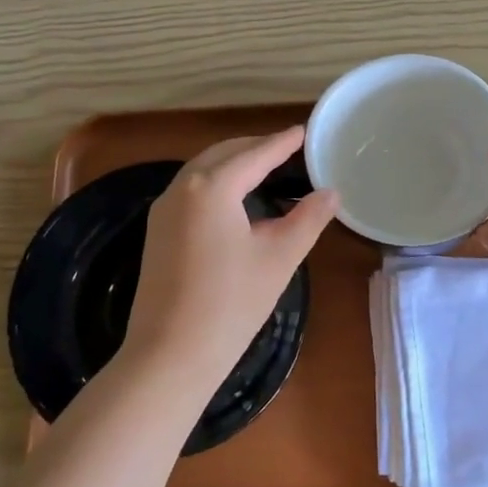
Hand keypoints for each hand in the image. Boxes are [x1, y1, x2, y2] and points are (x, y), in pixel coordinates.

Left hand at [122, 128, 338, 389]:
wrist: (170, 355)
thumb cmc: (232, 304)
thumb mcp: (279, 257)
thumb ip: (308, 218)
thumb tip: (331, 192)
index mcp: (211, 187)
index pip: (254, 154)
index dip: (282, 142)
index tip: (304, 131)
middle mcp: (181, 188)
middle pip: (223, 154)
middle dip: (255, 147)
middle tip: (287, 148)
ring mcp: (163, 210)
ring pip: (202, 171)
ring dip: (233, 164)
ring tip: (264, 168)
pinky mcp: (157, 232)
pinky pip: (190, 191)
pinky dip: (216, 183)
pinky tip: (233, 199)